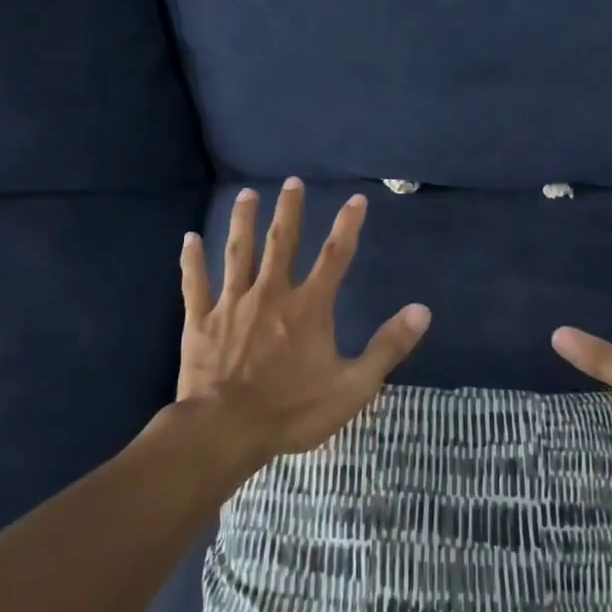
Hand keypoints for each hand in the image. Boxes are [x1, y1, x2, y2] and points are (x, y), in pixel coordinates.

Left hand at [177, 178, 430, 462]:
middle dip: (289, 211)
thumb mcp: (354, 386)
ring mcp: (232, 304)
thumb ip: (388, 346)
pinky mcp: (201, 321)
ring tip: (246, 194)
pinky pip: (195, 283)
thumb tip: (422, 311)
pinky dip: (192, 260)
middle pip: (282, 243)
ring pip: (238, 253)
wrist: (226, 430)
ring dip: (243, 222)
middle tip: (291, 181)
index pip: (335, 256)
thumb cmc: (293, 410)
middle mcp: (271, 294)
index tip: (356, 199)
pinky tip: (189, 239)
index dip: (348, 226)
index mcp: (309, 307)